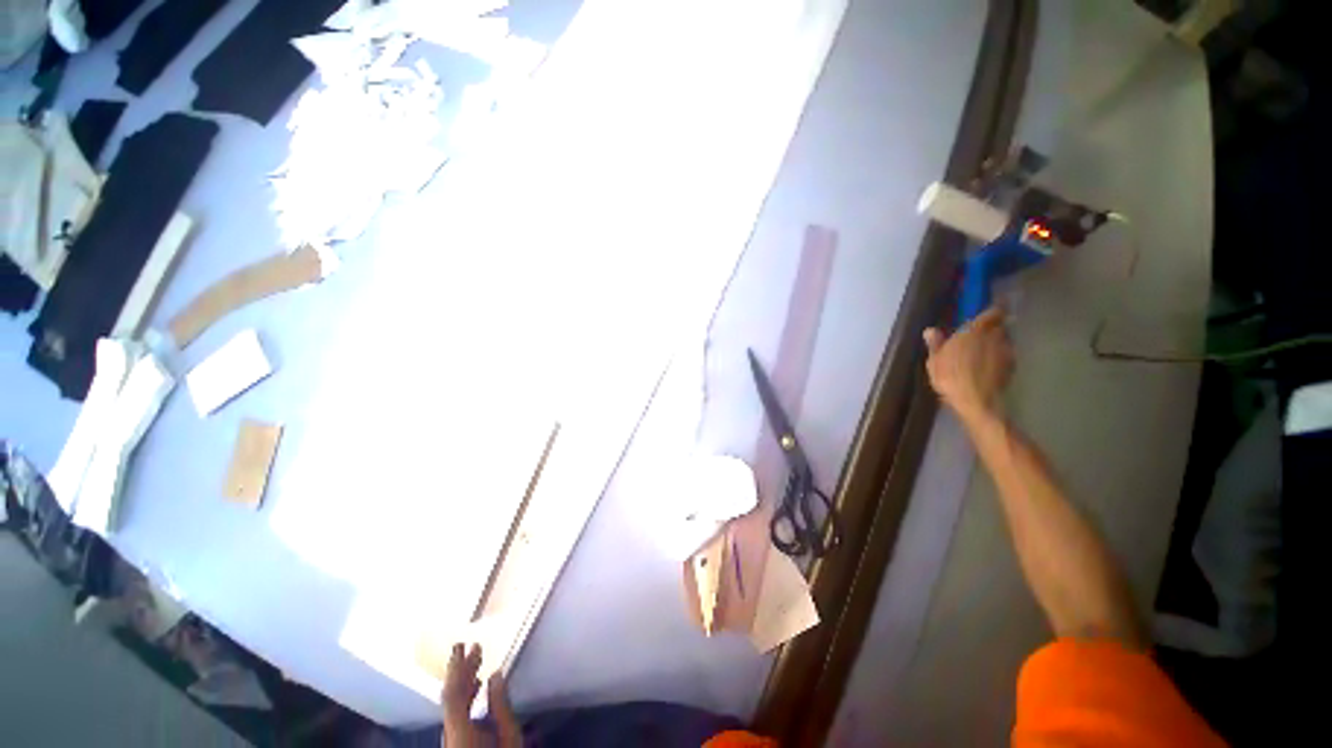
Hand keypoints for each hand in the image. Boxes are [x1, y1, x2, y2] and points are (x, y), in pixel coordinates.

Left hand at [441, 643, 521, 747]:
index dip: (458, 667)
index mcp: (459, 730)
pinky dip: (466, 695)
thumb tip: (496, 674)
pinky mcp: (457, 740)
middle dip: (461, 669)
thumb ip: (500, 705)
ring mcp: (451, 737)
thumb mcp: (508, 735)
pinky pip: (457, 712)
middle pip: (450, 696)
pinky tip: (478, 686)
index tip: (465, 644)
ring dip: (465, 680)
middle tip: (470, 645)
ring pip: (452, 703)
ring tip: (477, 660)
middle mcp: (449, 732)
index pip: (453, 693)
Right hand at [923, 306, 1012, 421]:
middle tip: (981, 334)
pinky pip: (1006, 355)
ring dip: (996, 342)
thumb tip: (930, 330)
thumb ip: (935, 343)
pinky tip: (988, 365)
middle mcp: (994, 336)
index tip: (990, 311)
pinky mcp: (1012, 366)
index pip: (992, 313)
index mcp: (974, 331)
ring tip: (984, 351)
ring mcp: (1006, 351)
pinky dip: (999, 356)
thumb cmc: (950, 376)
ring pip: (1003, 340)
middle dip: (992, 327)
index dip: (993, 311)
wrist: (976, 400)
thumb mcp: (935, 360)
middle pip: (999, 326)